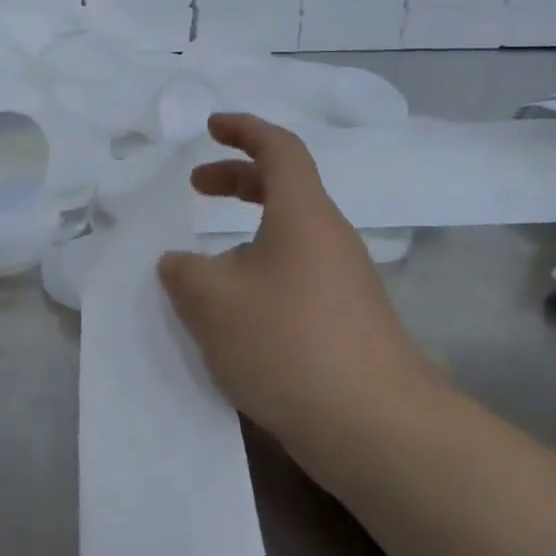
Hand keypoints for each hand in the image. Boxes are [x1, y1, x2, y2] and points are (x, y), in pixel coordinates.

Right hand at [158, 113, 438, 440]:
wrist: (375, 427)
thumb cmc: (287, 342)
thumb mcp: (212, 301)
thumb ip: (183, 272)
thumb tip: (180, 263)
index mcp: (302, 215)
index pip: (279, 148)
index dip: (243, 129)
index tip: (210, 127)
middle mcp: (329, 238)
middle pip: (284, 188)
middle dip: (236, 179)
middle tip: (196, 187)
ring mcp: (344, 281)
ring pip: (288, 236)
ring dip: (244, 235)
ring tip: (202, 267)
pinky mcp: (347, 321)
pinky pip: (295, 274)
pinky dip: (259, 272)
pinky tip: (233, 315)